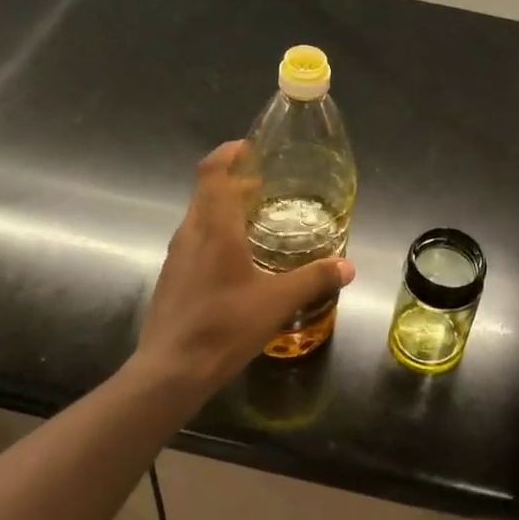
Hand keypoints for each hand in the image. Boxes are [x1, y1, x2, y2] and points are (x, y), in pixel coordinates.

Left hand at [132, 141, 354, 395]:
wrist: (170, 371)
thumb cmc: (224, 326)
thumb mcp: (278, 302)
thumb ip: (314, 279)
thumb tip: (348, 266)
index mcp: (214, 228)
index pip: (213, 172)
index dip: (228, 153)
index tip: (250, 148)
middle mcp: (190, 233)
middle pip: (207, 191)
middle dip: (234, 181)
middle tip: (266, 186)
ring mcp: (176, 256)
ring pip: (199, 216)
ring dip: (224, 208)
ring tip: (256, 220)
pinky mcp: (172, 277)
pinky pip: (195, 240)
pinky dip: (216, 233)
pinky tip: (237, 260)